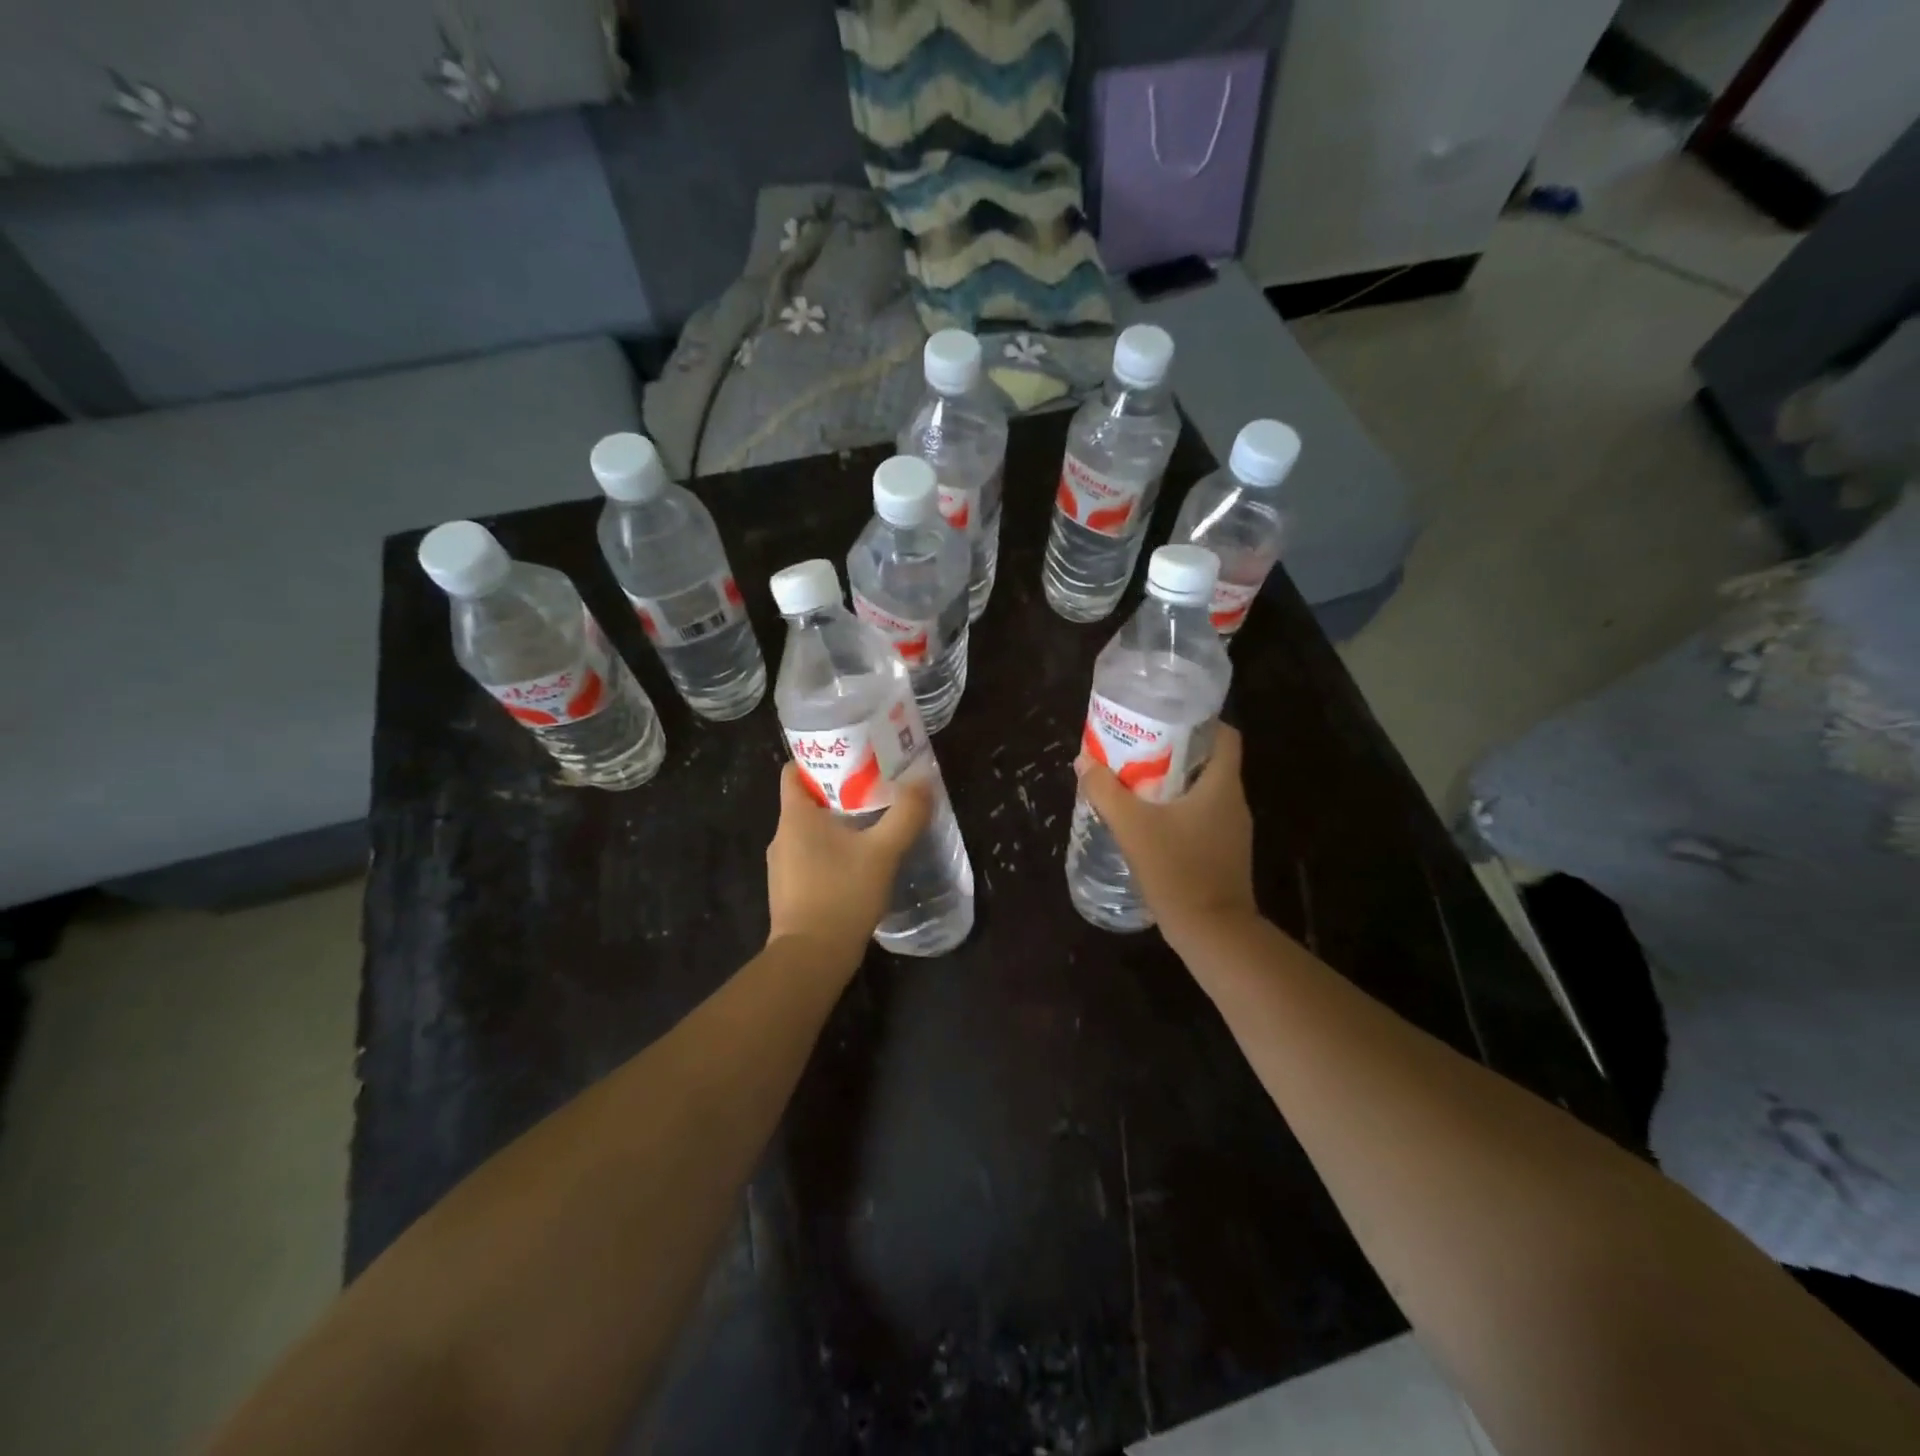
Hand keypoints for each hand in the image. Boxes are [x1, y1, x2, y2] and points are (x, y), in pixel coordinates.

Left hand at [766, 764, 933, 965]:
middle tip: (875, 789)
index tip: (853, 758)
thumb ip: (905, 814)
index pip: (794, 770)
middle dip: (839, 791)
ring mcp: (781, 865)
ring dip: (837, 824)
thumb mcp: (883, 851)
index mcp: (795, 816)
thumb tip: (923, 781)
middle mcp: (781, 835)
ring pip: (810, 830)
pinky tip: (858, 863)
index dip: (820, 758)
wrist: (811, 958)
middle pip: (806, 799)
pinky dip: (831, 851)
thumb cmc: (842, 894)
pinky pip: (810, 857)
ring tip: (872, 825)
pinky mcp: (789, 890)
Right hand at [1075, 722, 1258, 944]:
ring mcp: (1232, 830)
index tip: (1165, 720)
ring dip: (1172, 783)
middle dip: (1174, 751)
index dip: (1200, 722)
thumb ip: (1106, 792)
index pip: (1225, 736)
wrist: (1212, 932)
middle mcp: (1233, 802)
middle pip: (1208, 761)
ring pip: (1203, 791)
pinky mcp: (1224, 853)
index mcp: (1221, 785)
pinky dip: (1177, 811)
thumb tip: (1084, 761)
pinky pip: (1201, 817)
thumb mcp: (1133, 827)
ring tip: (1135, 782)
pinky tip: (1148, 821)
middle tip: (1137, 749)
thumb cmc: (1178, 870)